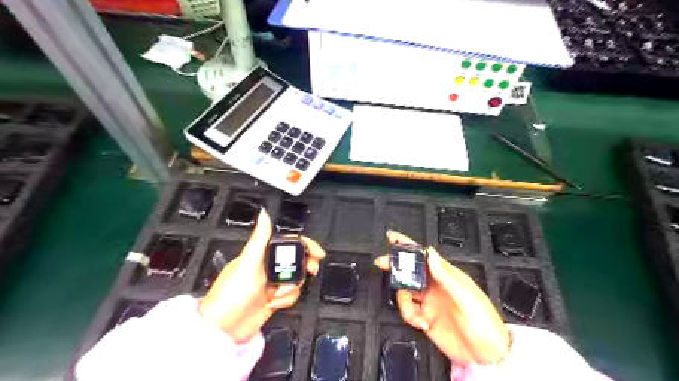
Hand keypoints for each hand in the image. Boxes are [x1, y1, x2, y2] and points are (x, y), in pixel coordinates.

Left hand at [199, 210, 325, 343]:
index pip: (288, 243)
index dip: (305, 245)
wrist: (224, 329)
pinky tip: (274, 303)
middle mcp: (267, 266)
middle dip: (305, 266)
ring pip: (296, 278)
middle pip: (296, 260)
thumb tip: (264, 214)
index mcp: (261, 254)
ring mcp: (271, 283)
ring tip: (278, 294)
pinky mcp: (274, 298)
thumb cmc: (231, 294)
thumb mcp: (248, 263)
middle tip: (311, 270)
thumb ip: (259, 238)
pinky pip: (291, 294)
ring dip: (291, 287)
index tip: (317, 252)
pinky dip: (287, 299)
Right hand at [377, 230, 508, 364]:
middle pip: (410, 271)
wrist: (486, 358)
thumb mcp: (467, 298)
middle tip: (383, 263)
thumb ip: (446, 276)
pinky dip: (409, 316)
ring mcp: (430, 302)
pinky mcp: (426, 317)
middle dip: (396, 267)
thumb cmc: (485, 325)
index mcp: (447, 277)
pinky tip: (421, 323)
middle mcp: (436, 287)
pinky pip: (408, 311)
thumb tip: (431, 254)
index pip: (425, 256)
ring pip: (405, 292)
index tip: (394, 238)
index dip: (409, 246)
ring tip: (414, 314)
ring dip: (404, 302)